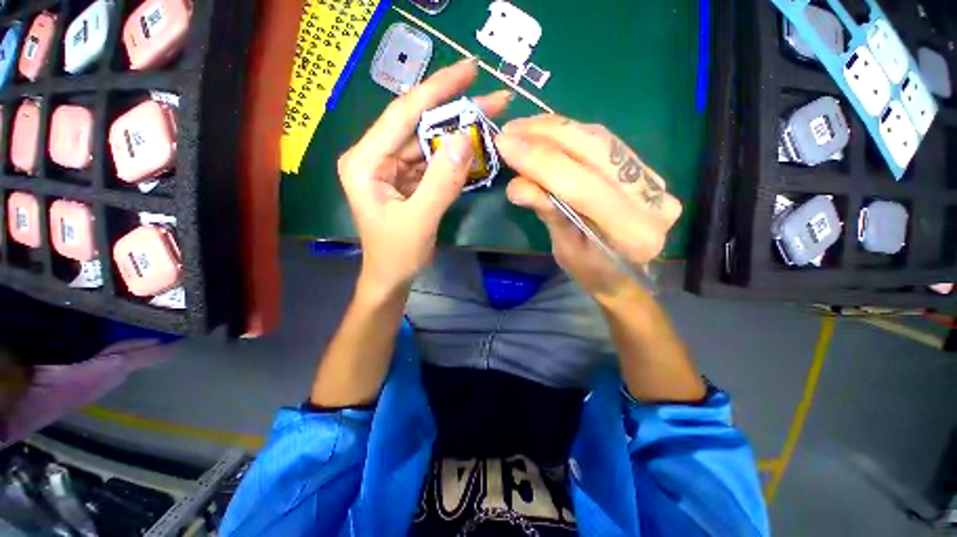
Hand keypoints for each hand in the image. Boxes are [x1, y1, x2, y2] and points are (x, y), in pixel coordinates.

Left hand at [337, 59, 510, 292]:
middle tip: (495, 99)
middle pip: (420, 125)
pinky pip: (434, 161)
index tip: (471, 70)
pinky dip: (455, 157)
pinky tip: (476, 149)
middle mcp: (376, 156)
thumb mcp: (420, 221)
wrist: (391, 277)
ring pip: (430, 142)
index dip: (437, 89)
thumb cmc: (397, 255)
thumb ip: (441, 181)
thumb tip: (465, 139)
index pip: (403, 114)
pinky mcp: (408, 180)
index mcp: (366, 161)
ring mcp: (393, 168)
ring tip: (492, 122)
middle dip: (457, 111)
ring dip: (460, 134)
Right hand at [495, 115, 681, 298]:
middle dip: (545, 136)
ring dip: (555, 128)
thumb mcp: (564, 249)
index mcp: (631, 234)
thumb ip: (547, 212)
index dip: (540, 163)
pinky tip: (547, 130)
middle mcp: (652, 200)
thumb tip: (516, 183)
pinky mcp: (646, 168)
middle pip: (595, 151)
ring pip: (600, 139)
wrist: (625, 274)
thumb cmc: (591, 272)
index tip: (504, 145)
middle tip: (509, 130)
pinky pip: (605, 140)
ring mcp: (654, 180)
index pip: (580, 187)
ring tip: (522, 128)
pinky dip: (571, 131)